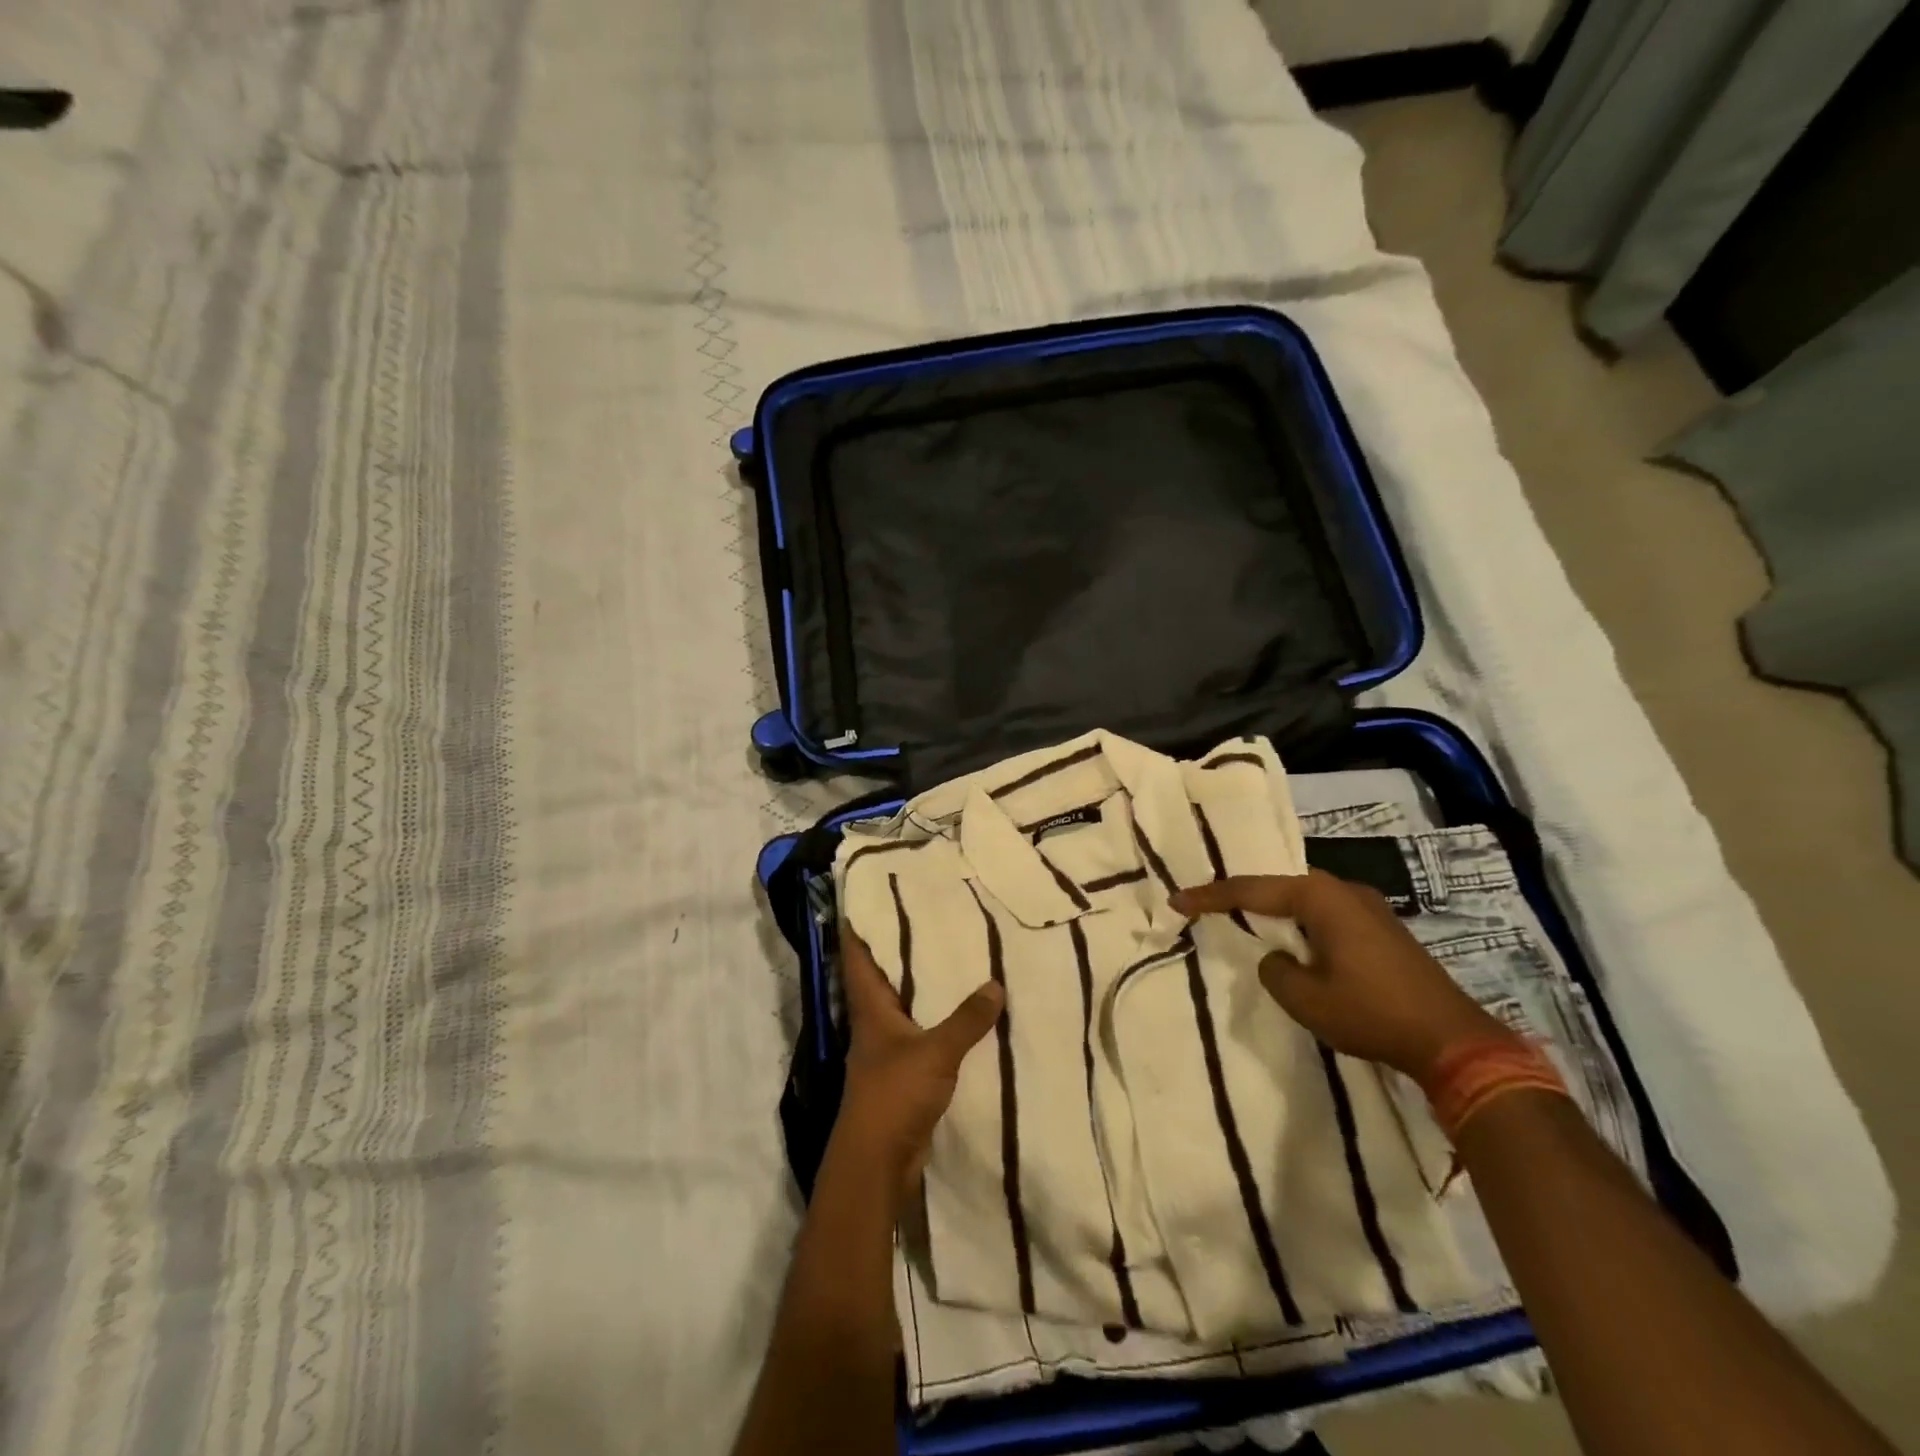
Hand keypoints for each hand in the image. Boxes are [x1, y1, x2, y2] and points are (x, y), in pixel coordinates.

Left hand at [834, 928, 1004, 1198]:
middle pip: (882, 977)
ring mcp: (887, 1050)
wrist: (877, 1162)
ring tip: (952, 956)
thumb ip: (966, 1019)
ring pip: (904, 1006)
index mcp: (870, 1008)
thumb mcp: (935, 1052)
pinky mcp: (903, 1074)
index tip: (868, 899)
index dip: (859, 928)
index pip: (857, 957)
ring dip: (921, 987)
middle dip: (900, 950)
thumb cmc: (894, 1094)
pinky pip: (921, 1036)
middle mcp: (874, 1023)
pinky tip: (963, 1015)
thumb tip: (996, 983)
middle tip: (928, 917)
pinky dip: (937, 1022)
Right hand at [1170, 871, 1513, 1079]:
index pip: (1252, 889)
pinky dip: (1300, 923)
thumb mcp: (1304, 998)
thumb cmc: (1371, 1013)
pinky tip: (1292, 940)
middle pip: (1280, 885)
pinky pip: (1326, 915)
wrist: (1454, 1041)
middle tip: (1208, 907)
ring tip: (1243, 921)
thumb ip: (1274, 970)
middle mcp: (1344, 890)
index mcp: (1321, 897)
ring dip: (1274, 910)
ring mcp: (1369, 908)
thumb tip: (1276, 958)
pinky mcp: (1383, 929)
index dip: (1211, 896)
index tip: (1178, 900)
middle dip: (1243, 896)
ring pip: (1305, 900)